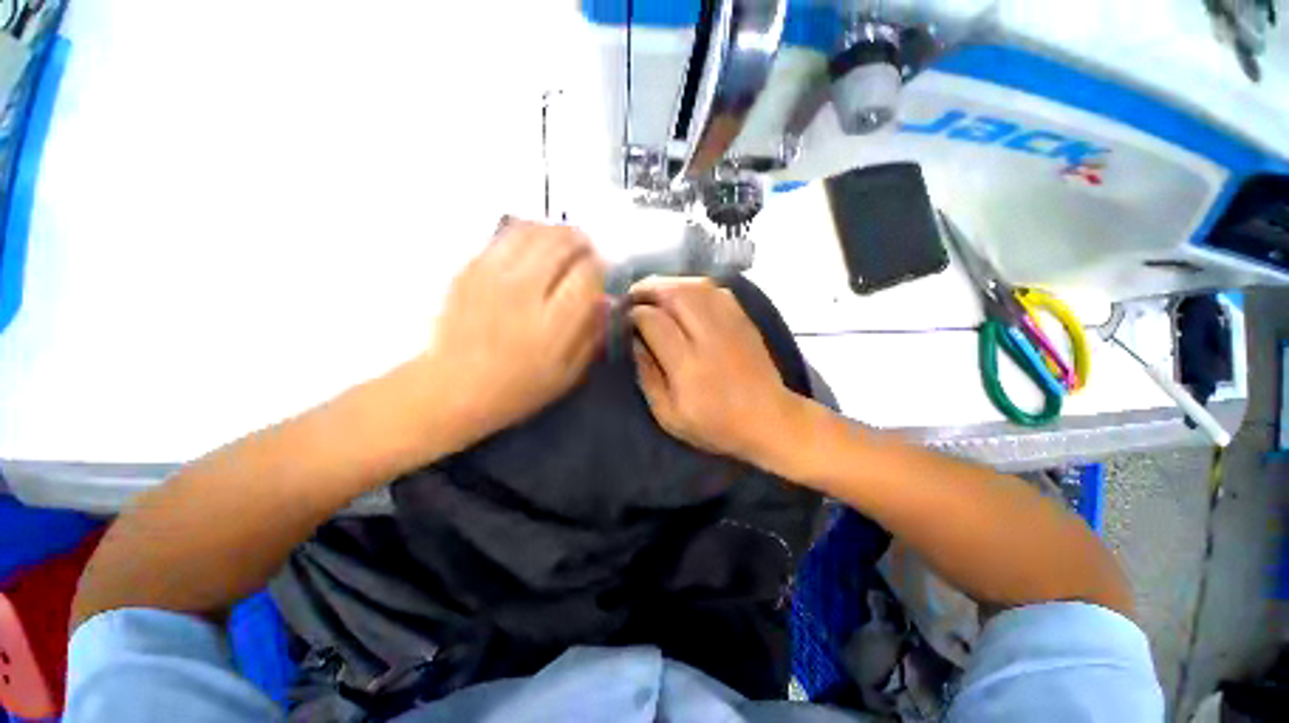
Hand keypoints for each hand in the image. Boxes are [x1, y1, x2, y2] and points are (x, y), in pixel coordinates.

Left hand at [420, 219, 606, 443]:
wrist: (454, 387)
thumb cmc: (519, 387)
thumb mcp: (569, 373)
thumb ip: (592, 334)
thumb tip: (606, 301)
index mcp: (553, 320)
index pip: (587, 272)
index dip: (600, 266)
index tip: (601, 272)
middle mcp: (525, 289)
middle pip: (563, 242)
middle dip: (582, 242)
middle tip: (586, 252)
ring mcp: (494, 275)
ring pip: (535, 230)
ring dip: (557, 232)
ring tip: (564, 244)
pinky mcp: (472, 268)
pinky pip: (507, 235)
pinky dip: (528, 233)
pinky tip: (534, 245)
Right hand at [628, 277, 802, 463]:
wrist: (769, 419)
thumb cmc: (716, 424)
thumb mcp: (669, 415)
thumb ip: (648, 377)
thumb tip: (634, 342)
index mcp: (688, 365)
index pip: (654, 322)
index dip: (634, 313)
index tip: (624, 318)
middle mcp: (709, 337)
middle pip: (675, 294)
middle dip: (648, 288)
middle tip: (634, 295)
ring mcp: (730, 324)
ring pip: (696, 286)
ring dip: (670, 283)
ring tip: (654, 292)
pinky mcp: (743, 319)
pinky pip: (716, 289)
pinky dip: (693, 286)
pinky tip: (684, 295)